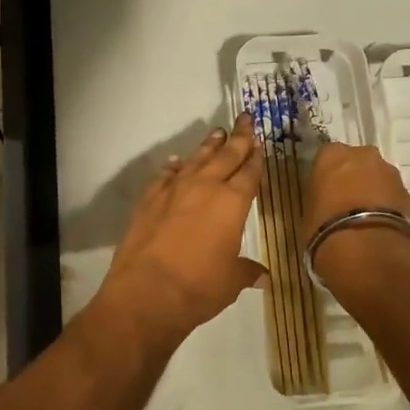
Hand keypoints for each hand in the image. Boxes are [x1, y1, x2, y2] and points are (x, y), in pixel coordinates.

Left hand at [92, 115, 266, 352]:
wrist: (146, 291)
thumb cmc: (199, 287)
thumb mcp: (231, 281)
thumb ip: (247, 271)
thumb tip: (263, 276)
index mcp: (232, 203)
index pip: (249, 173)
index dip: (256, 157)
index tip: (260, 142)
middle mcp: (205, 187)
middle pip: (226, 156)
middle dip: (238, 137)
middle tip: (245, 118)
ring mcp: (174, 190)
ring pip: (196, 159)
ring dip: (208, 146)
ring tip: (217, 132)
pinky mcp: (149, 198)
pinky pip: (166, 175)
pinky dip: (174, 167)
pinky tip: (177, 162)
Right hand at [301, 142, 409, 293]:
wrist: (369, 254)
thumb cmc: (326, 231)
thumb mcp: (309, 213)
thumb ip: (321, 200)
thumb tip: (328, 205)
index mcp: (332, 155)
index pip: (327, 157)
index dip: (326, 176)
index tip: (324, 193)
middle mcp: (364, 156)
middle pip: (358, 163)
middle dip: (354, 179)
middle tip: (345, 205)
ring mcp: (391, 175)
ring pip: (379, 180)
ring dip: (374, 194)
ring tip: (365, 221)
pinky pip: (394, 200)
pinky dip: (389, 210)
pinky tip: (381, 230)